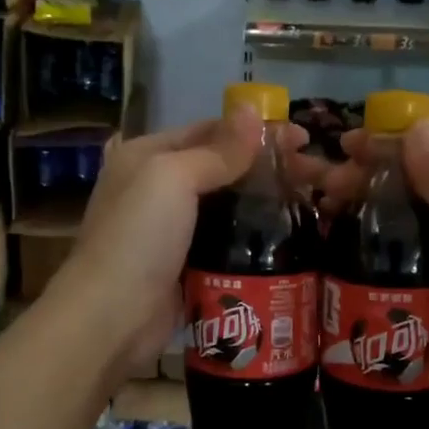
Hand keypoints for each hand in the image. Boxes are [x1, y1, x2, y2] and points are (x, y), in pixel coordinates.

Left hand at [52, 111, 323, 381]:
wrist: (112, 318)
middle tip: (316, 175)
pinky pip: (228, 242)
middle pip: (222, 168)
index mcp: (147, 156)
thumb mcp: (173, 178)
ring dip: (266, 203)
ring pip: (228, 207)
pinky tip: (290, 238)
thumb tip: (253, 109)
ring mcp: (173, 230)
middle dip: (268, 168)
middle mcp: (158, 188)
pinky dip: (255, 238)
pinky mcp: (188, 266)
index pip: (209, 131)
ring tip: (312, 204)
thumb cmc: (139, 237)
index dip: (255, 132)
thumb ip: (217, 149)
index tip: (302, 138)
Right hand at [324, 119, 428, 409]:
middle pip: (410, 185)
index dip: (389, 145)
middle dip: (365, 178)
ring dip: (362, 212)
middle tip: (319, 182)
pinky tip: (336, 247)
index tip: (344, 145)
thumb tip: (414, 127)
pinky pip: (399, 259)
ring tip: (320, 209)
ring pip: (400, 222)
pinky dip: (370, 250)